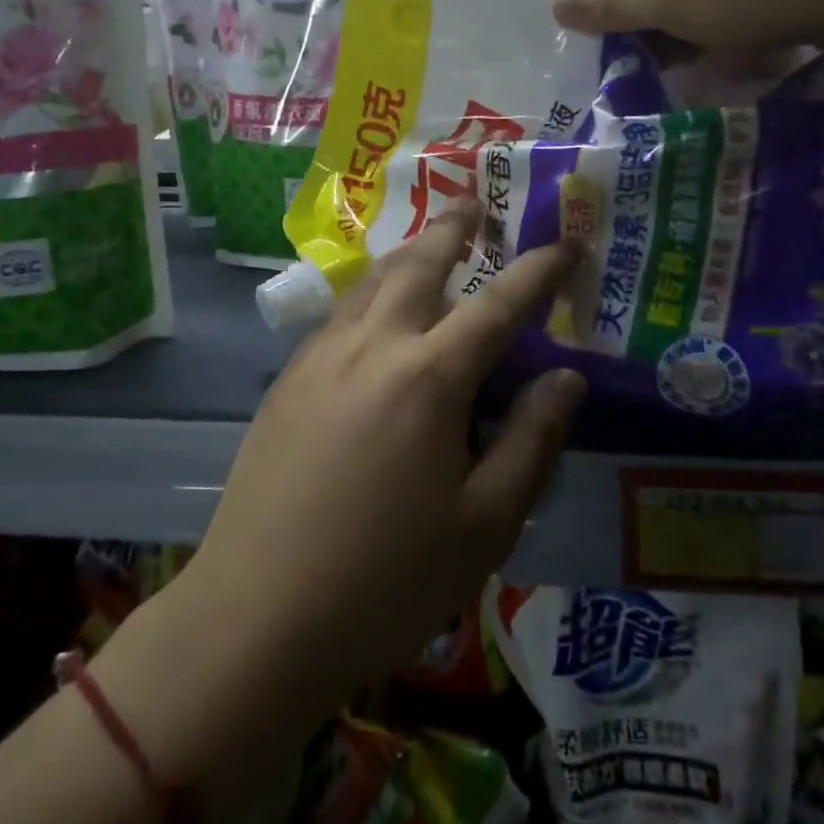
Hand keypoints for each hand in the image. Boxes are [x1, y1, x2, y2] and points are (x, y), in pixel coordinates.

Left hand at [96, 204, 584, 816]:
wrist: (257, 617)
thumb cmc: (386, 580)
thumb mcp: (483, 524)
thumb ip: (530, 440)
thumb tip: (566, 376)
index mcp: (429, 377)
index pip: (499, 304)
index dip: (538, 270)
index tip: (565, 244)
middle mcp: (373, 346)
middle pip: (419, 265)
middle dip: (453, 230)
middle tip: (475, 206)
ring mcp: (320, 358)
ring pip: (371, 281)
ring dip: (407, 254)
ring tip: (429, 243)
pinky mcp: (287, 381)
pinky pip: (339, 313)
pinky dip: (371, 292)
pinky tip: (375, 311)